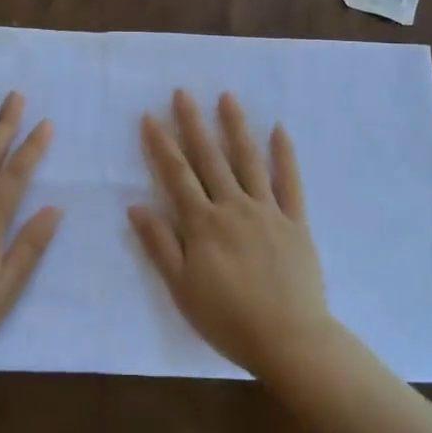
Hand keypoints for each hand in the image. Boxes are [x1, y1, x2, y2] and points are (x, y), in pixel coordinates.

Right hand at [128, 90, 334, 380]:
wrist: (289, 339)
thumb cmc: (228, 319)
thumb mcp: (182, 289)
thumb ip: (160, 245)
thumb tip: (135, 206)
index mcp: (203, 224)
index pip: (177, 176)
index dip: (162, 145)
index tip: (150, 117)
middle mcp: (233, 207)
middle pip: (210, 159)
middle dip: (193, 124)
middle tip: (183, 93)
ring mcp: (267, 211)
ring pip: (248, 161)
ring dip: (236, 127)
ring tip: (226, 97)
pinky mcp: (296, 222)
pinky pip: (290, 182)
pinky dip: (285, 155)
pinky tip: (280, 130)